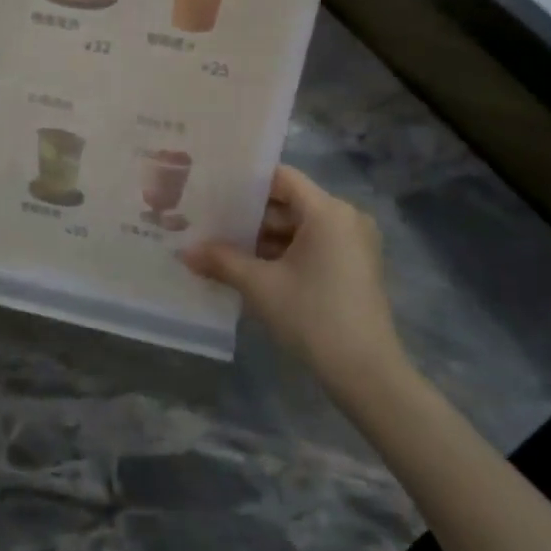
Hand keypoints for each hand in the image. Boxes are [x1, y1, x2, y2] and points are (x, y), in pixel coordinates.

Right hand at [182, 165, 408, 392]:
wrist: (367, 373)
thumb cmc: (313, 316)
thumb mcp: (260, 286)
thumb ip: (221, 261)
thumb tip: (184, 252)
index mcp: (327, 211)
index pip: (281, 178)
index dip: (246, 181)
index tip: (213, 189)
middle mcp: (346, 217)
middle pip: (290, 202)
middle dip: (251, 214)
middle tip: (210, 220)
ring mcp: (354, 243)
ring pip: (300, 226)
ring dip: (265, 237)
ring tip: (223, 245)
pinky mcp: (356, 266)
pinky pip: (314, 244)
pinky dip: (285, 251)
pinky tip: (252, 266)